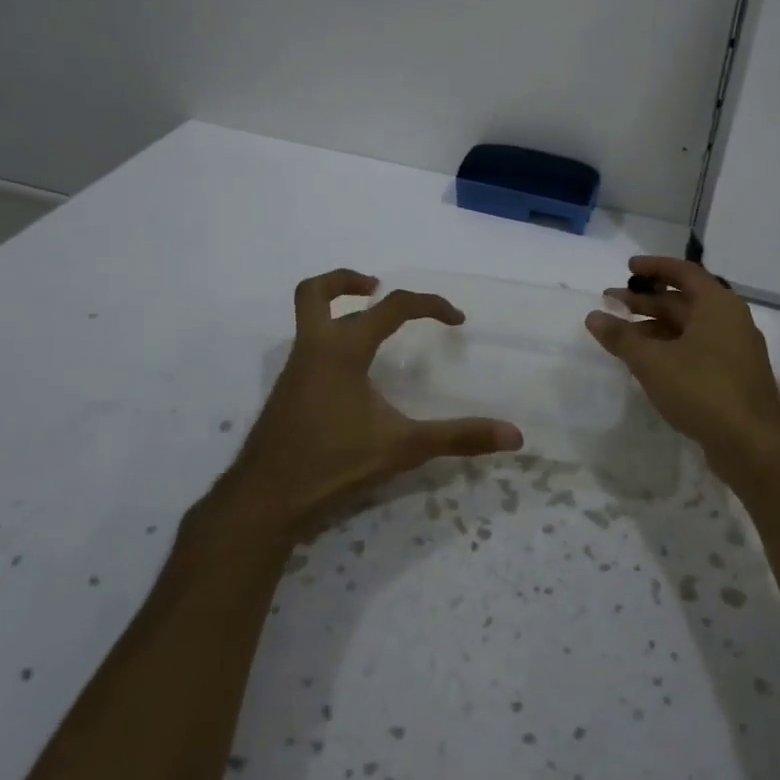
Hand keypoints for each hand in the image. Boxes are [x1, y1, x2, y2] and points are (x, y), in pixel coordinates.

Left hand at [222, 270, 523, 539]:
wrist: (266, 498)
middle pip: (316, 292)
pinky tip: (355, 377)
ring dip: (339, 313)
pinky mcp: (287, 393)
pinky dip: (333, 343)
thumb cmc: (334, 463)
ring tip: (373, 331)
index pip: (391, 307)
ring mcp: (295, 371)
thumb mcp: (404, 447)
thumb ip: (458, 437)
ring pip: (310, 321)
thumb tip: (514, 436)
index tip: (456, 321)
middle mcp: (314, 349)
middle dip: (347, 281)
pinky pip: (310, 349)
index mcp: (342, 350)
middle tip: (376, 288)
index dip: (429, 305)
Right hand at [585, 256, 779, 466]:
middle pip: (684, 300)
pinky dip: (670, 346)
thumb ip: (621, 337)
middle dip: (646, 300)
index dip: (654, 267)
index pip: (684, 272)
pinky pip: (697, 348)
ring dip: (655, 326)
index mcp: (718, 305)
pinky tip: (648, 361)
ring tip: (621, 334)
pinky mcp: (733, 375)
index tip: (627, 268)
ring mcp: (735, 350)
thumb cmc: (703, 391)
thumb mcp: (653, 362)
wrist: (752, 446)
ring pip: (689, 327)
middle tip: (611, 301)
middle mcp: (730, 320)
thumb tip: (594, 316)